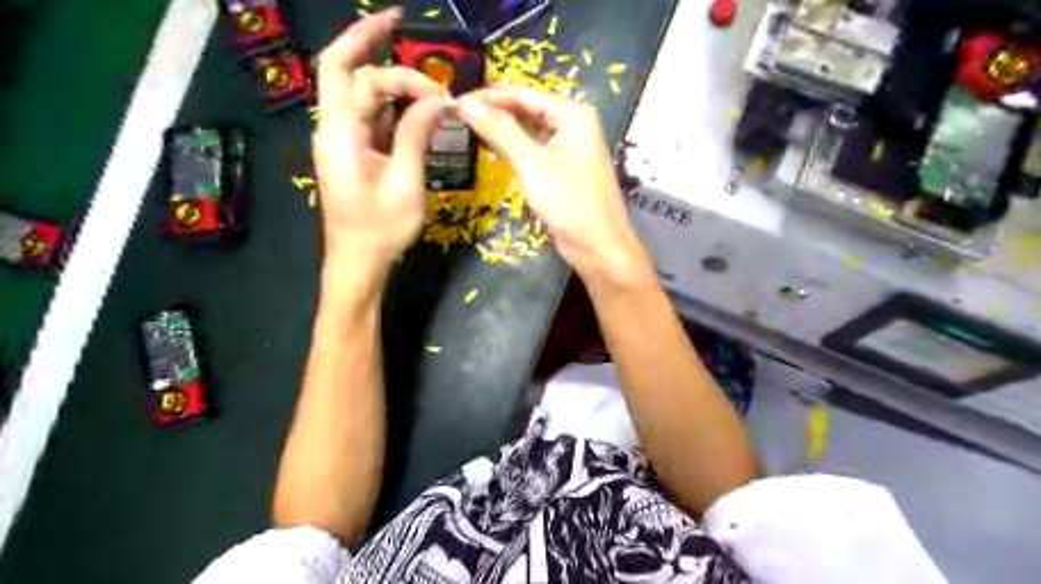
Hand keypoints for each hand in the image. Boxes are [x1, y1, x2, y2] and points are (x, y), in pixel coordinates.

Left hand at [315, 6, 449, 276]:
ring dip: (392, 85)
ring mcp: (341, 141)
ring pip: (360, 95)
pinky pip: (370, 118)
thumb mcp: (406, 183)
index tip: (427, 68)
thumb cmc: (381, 230)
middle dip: (378, 52)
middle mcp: (333, 129)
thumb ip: (416, 135)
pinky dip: (393, 109)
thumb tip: (436, 98)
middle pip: (348, 73)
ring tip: (429, 89)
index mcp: (340, 134)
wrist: (359, 263)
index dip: (381, 52)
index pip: (352, 72)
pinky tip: (417, 111)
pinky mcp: (353, 153)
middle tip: (412, 42)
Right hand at [456, 87, 648, 280]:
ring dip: (501, 133)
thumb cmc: (569, 201)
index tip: (456, 100)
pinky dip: (513, 151)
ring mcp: (568, 149)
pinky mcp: (561, 171)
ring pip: (528, 132)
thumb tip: (465, 102)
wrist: (598, 246)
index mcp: (572, 114)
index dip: (488, 96)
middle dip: (494, 113)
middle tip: (457, 116)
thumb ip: (499, 130)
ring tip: (466, 130)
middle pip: (526, 111)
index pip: (523, 94)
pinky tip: (490, 151)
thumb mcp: (531, 162)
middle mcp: (572, 125)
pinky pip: (533, 152)